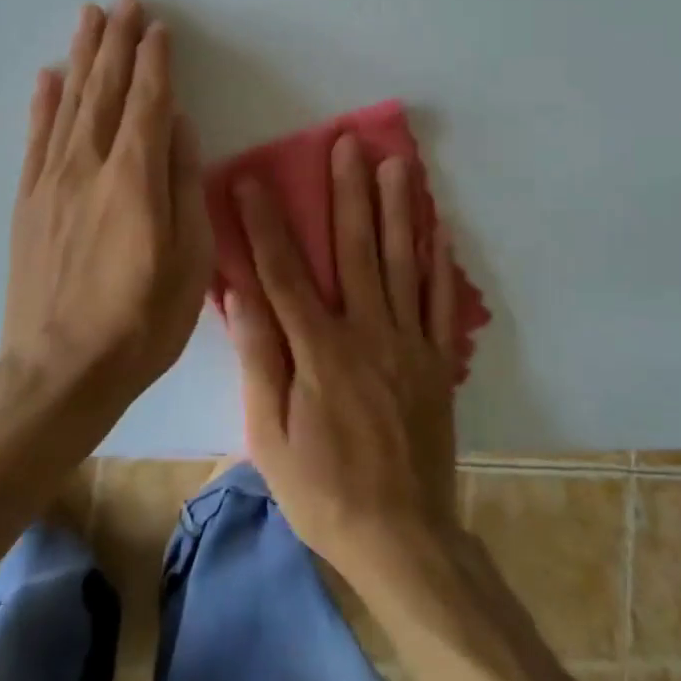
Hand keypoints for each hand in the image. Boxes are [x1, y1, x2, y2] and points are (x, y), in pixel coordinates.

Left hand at [3, 0, 214, 408]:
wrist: (59, 373)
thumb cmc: (142, 319)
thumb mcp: (189, 257)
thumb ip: (183, 184)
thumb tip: (180, 128)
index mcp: (134, 177)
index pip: (148, 101)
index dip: (155, 61)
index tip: (158, 27)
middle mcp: (89, 166)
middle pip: (105, 89)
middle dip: (116, 42)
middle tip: (123, 2)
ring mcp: (52, 181)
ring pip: (69, 103)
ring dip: (82, 56)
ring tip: (88, 18)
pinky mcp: (29, 202)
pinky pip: (36, 139)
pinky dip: (43, 103)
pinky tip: (47, 76)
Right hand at [224, 134, 459, 578]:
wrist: (403, 538)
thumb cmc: (323, 490)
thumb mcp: (271, 437)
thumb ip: (261, 359)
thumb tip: (241, 293)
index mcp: (321, 351)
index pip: (286, 272)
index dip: (267, 222)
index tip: (254, 178)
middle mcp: (368, 332)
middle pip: (356, 249)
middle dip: (348, 192)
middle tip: (347, 142)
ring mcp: (409, 342)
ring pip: (402, 261)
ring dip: (398, 207)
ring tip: (396, 162)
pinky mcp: (437, 358)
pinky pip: (439, 298)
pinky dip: (437, 257)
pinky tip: (436, 222)